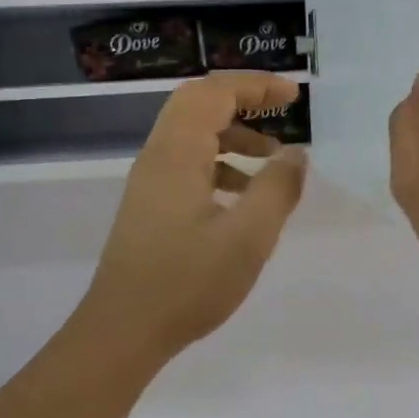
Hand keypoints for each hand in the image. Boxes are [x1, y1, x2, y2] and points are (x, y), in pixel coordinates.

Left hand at [80, 71, 308, 366]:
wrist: (122, 332)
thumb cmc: (186, 284)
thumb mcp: (247, 238)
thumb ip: (276, 190)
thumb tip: (296, 154)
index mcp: (176, 154)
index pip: (214, 93)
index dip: (256, 85)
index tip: (294, 95)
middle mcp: (157, 157)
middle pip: (198, 104)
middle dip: (243, 100)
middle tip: (282, 110)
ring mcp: (149, 182)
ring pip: (192, 134)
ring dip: (233, 134)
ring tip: (272, 160)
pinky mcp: (150, 205)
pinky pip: (187, 163)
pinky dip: (220, 164)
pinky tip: (244, 197)